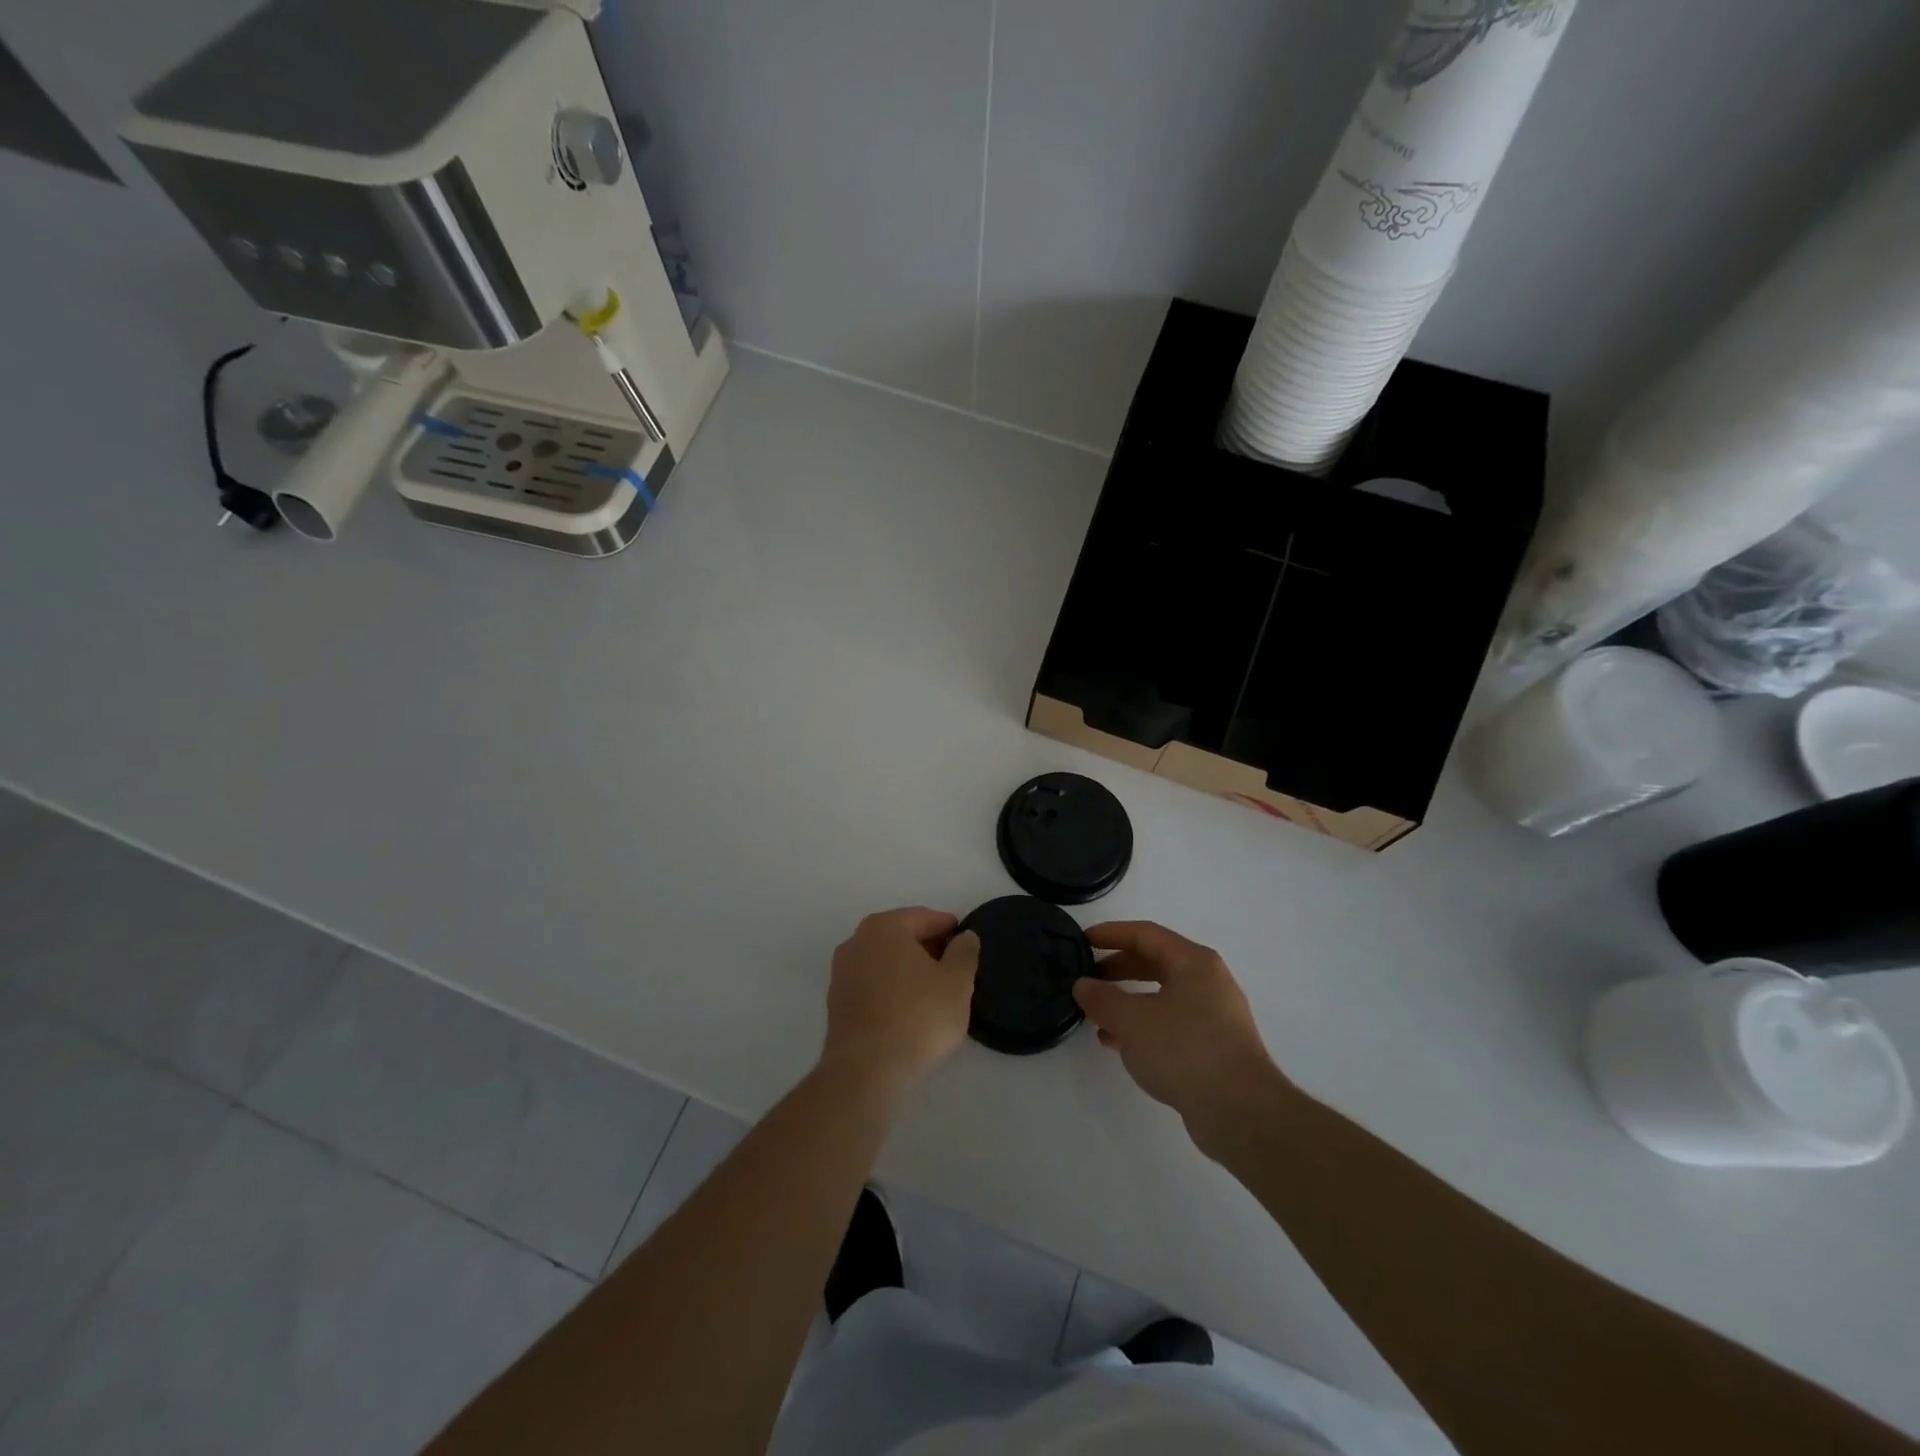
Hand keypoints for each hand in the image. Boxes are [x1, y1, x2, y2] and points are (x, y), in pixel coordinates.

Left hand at [822, 908, 979, 1093]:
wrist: (866, 1070)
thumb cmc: (918, 1017)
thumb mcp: (957, 982)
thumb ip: (965, 952)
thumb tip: (965, 937)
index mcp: (885, 927)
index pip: (924, 918)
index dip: (949, 929)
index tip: (966, 945)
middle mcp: (857, 941)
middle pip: (901, 936)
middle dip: (927, 948)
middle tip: (953, 969)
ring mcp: (841, 971)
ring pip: (884, 960)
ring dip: (907, 969)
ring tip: (932, 991)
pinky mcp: (836, 1001)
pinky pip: (871, 983)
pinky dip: (890, 988)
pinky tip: (907, 1009)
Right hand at [1073, 921, 1285, 1146]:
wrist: (1241, 1112)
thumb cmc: (1184, 1049)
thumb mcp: (1132, 1020)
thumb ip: (1102, 999)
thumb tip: (1082, 985)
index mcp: (1194, 962)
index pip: (1146, 934)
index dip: (1111, 933)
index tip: (1082, 940)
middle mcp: (1208, 982)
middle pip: (1156, 963)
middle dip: (1118, 968)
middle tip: (1088, 978)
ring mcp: (1215, 1016)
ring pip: (1162, 996)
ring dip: (1128, 1001)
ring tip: (1098, 1015)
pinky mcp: (1214, 1047)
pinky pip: (1171, 1024)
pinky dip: (1143, 1027)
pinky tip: (1119, 1045)